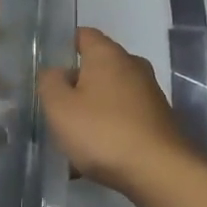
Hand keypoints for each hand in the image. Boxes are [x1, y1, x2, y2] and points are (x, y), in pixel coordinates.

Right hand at [38, 27, 202, 196]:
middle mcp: (132, 65)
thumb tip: (55, 72)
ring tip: (71, 138)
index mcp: (108, 54)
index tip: (47, 68)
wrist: (159, 171)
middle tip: (55, 108)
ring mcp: (149, 92)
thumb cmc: (103, 132)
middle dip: (76, 84)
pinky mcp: (158, 118)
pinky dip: (108, 128)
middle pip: (97, 66)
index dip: (63, 46)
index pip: (83, 35)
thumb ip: (50, 83)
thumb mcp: (60, 108)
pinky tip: (95, 156)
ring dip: (91, 110)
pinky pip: (124, 116)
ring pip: (110, 94)